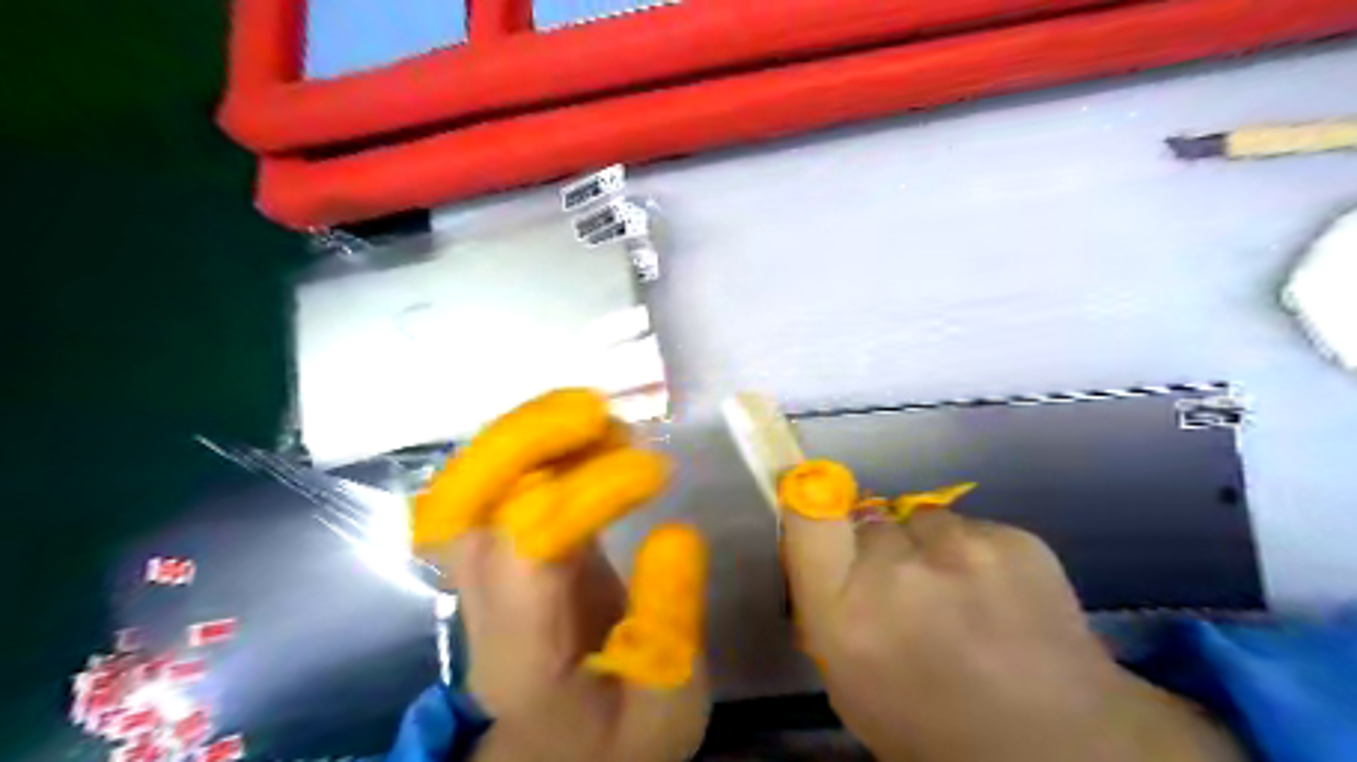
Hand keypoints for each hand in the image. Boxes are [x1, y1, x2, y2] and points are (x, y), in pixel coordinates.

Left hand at [414, 394, 711, 761]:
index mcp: (522, 650)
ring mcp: (489, 570)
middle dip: (523, 441)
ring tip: (601, 416)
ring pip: (473, 482)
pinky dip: (540, 444)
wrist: (561, 757)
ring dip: (530, 433)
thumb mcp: (667, 709)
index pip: (529, 548)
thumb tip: (675, 532)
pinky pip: (502, 483)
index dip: (590, 493)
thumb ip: (671, 628)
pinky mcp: (509, 551)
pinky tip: (592, 435)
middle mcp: (487, 600)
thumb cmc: (615, 741)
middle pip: (464, 504)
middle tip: (594, 411)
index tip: (656, 471)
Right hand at [780, 462, 1243, 761]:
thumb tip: (823, 557)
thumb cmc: (932, 729)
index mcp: (845, 613)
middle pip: (869, 518)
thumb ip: (829, 610)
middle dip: (878, 544)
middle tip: (903, 584)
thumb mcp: (850, 683)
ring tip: (957, 589)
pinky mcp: (1012, 538)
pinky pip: (972, 527)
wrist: (1057, 745)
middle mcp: (894, 570)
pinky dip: (976, 552)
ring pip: (922, 518)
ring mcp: (959, 548)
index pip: (807, 516)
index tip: (817, 507)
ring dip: (928, 545)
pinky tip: (998, 594)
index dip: (810, 503)